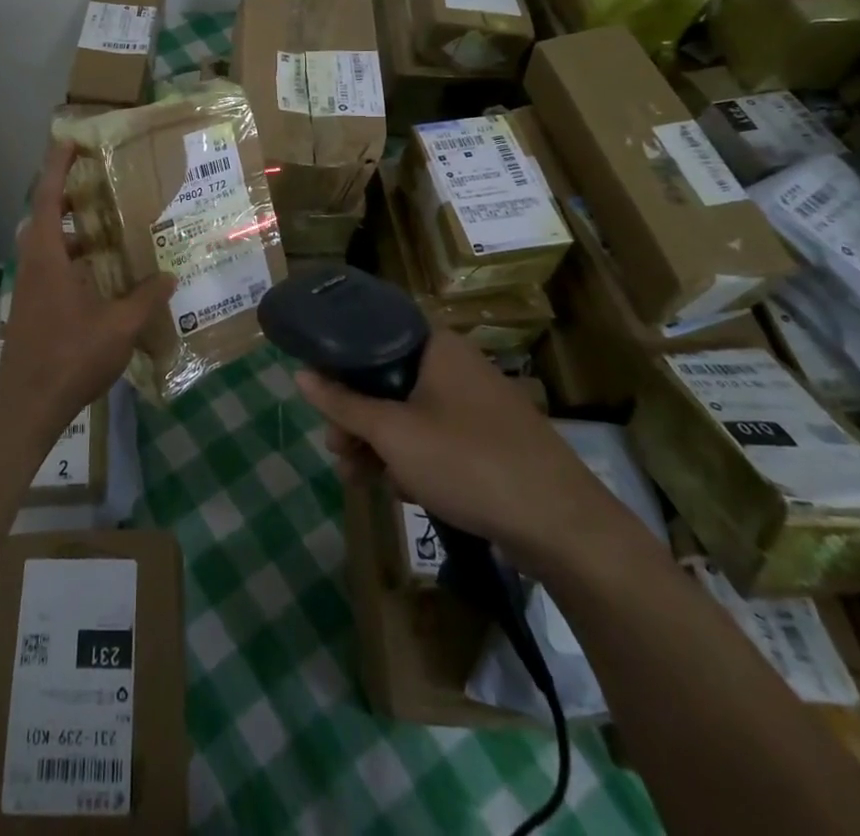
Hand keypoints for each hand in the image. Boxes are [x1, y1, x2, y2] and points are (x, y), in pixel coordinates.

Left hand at [0, 142, 174, 433]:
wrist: (27, 404)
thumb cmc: (70, 356)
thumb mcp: (119, 326)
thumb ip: (146, 298)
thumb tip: (170, 275)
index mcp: (47, 257)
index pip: (48, 198)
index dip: (57, 166)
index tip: (69, 141)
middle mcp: (34, 264)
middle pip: (45, 217)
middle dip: (69, 196)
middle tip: (100, 184)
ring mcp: (30, 287)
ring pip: (48, 245)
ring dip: (73, 231)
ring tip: (109, 226)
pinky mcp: (34, 307)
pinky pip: (52, 267)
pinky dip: (74, 259)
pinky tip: (102, 275)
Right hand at [296, 329, 643, 577]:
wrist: (561, 525)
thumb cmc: (467, 461)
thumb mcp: (392, 433)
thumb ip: (343, 404)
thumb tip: (299, 374)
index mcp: (436, 346)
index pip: (374, 334)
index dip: (340, 362)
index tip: (319, 394)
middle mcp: (456, 365)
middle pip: (388, 378)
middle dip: (357, 416)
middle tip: (336, 450)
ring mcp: (476, 403)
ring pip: (410, 412)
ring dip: (379, 442)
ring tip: (357, 477)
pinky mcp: (490, 439)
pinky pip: (436, 436)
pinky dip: (412, 457)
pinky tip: (399, 489)